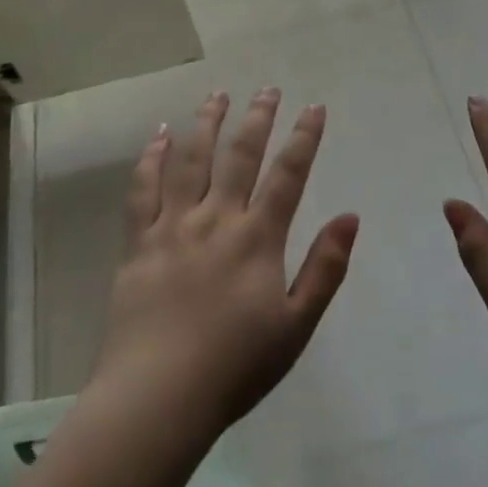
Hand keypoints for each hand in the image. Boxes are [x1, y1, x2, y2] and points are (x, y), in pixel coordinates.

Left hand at [86, 89, 358, 442]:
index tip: (314, 107)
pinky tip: (159, 135)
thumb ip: (325, 267)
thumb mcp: (297, 325)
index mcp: (257, 238)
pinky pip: (142, 189)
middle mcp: (215, 219)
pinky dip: (151, 157)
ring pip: (190, 160)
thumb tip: (350, 215)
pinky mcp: (137, 242)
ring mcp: (172, 226)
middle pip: (239, 155)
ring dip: (206, 123)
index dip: (304, 138)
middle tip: (268, 88)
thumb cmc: (235, 367)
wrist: (157, 397)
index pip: (288, 175)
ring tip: (217, 95)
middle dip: (257, 117)